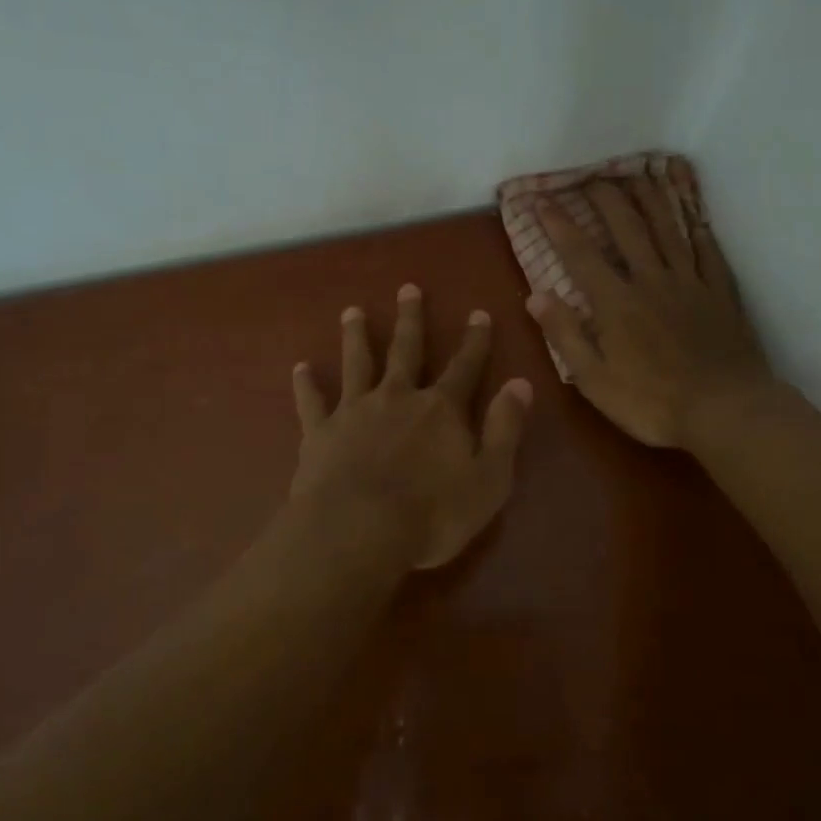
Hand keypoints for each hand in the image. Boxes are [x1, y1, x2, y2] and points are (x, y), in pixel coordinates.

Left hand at [290, 285, 533, 569]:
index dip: (475, 341)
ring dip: (356, 336)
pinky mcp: (320, 433)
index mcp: (441, 409)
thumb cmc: (432, 514)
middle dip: (410, 319)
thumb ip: (504, 428)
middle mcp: (397, 397)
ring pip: (357, 364)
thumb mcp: (489, 478)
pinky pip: (311, 402)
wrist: (358, 532)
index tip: (479, 312)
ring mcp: (355, 411)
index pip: (464, 366)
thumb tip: (520, 383)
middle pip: (406, 350)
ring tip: (352, 311)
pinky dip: (305, 384)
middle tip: (408, 288)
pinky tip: (299, 368)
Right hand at [527, 173, 773, 448]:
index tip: (542, 200)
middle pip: (627, 227)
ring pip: (668, 228)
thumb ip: (565, 335)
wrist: (726, 411)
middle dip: (606, 197)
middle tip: (591, 174)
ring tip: (638, 173)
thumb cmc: (653, 402)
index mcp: (616, 302)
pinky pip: (707, 250)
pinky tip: (693, 212)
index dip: (559, 224)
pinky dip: (698, 227)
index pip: (580, 254)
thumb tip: (536, 295)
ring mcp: (690, 282)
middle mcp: (651, 280)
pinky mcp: (720, 292)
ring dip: (651, 198)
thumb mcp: (594, 380)